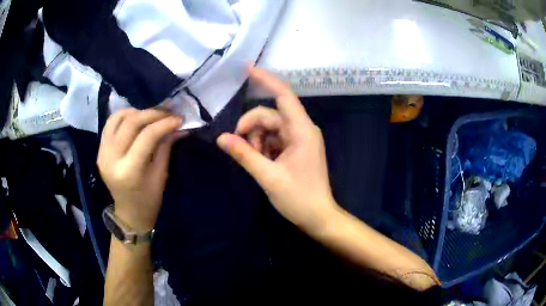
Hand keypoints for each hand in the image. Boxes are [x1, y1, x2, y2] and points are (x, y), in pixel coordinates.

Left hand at [97, 108, 183, 231]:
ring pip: (118, 118)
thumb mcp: (161, 175)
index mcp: (129, 171)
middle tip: (168, 112)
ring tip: (152, 115)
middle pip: (131, 123)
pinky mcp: (99, 150)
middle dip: (152, 113)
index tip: (179, 118)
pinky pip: (110, 124)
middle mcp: (111, 159)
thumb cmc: (149, 200)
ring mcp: (102, 153)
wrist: (129, 213)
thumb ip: (166, 146)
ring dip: (137, 112)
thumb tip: (178, 125)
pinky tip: (136, 118)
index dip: (164, 123)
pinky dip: (124, 116)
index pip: (147, 136)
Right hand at [217, 67, 339, 232]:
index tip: (247, 68)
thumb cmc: (298, 198)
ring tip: (254, 160)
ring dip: (256, 139)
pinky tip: (261, 161)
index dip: (266, 79)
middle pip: (270, 115)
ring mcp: (299, 139)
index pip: (283, 95)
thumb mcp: (268, 176)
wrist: (318, 217)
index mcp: (302, 130)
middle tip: (239, 147)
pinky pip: (274, 138)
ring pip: (270, 127)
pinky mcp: (296, 148)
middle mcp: (302, 129)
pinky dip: (263, 146)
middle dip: (251, 127)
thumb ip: (244, 154)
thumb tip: (221, 138)